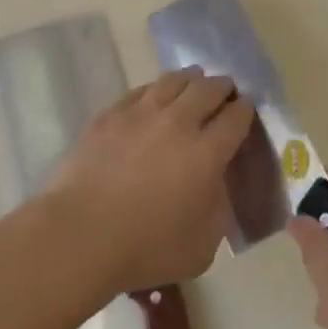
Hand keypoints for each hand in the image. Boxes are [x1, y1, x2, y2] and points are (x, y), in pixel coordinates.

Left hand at [51, 68, 254, 293]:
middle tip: (225, 91)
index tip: (246, 108)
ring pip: (172, 81)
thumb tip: (215, 187)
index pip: (236, 118)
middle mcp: (177, 123)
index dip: (245, 110)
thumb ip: (217, 212)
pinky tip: (154, 94)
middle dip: (222, 87)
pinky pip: (139, 91)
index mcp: (206, 153)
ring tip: (194, 81)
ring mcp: (139, 114)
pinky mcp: (109, 115)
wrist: (80, 234)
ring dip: (189, 79)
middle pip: (207, 90)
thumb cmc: (145, 249)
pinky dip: (155, 89)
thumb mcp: (201, 248)